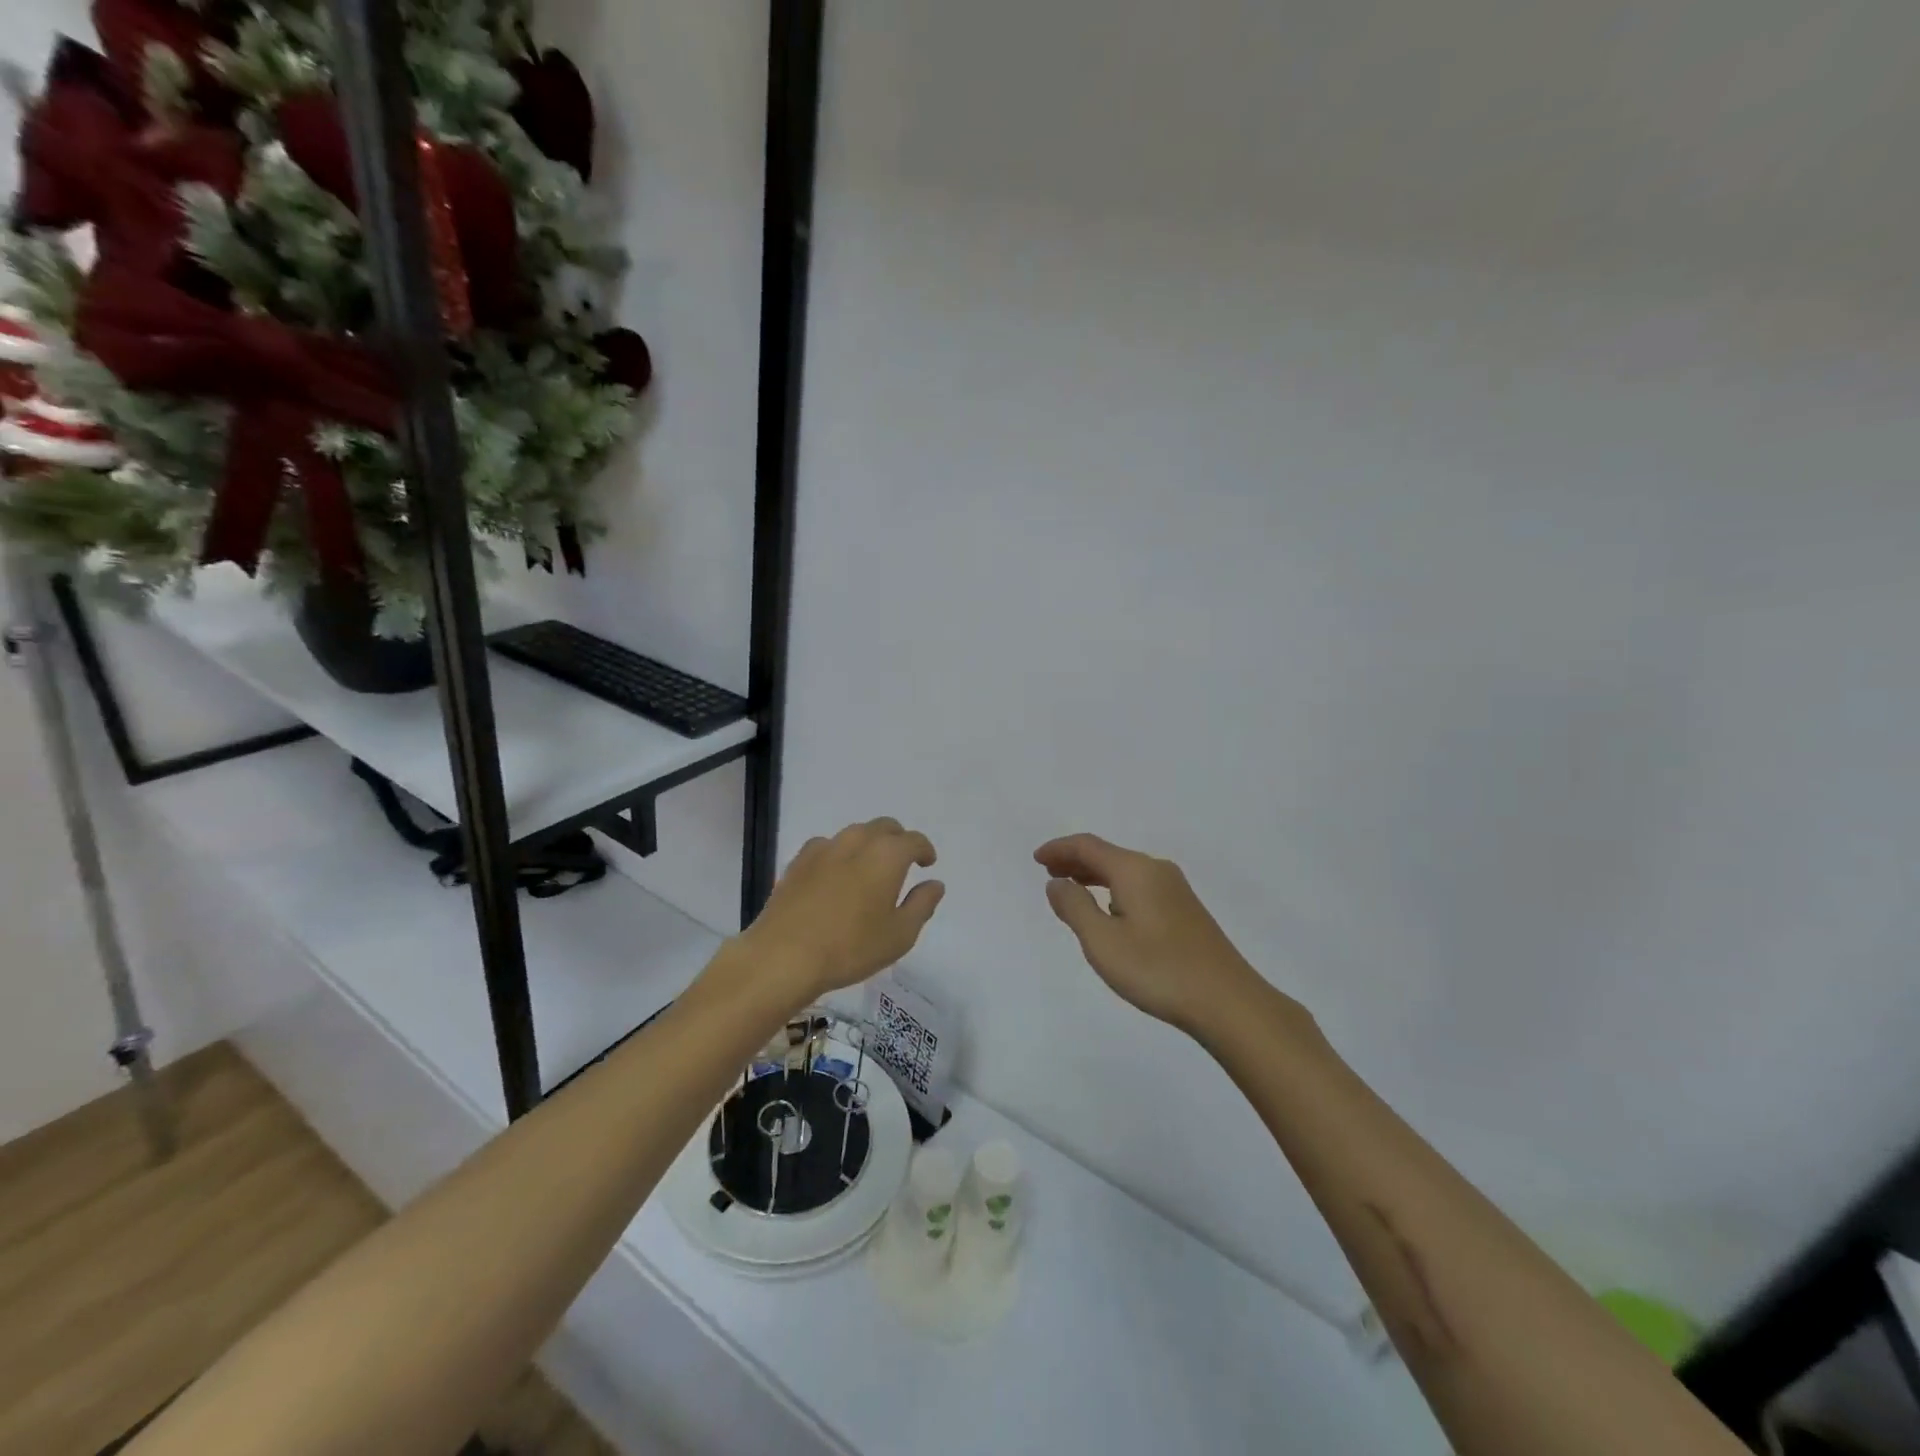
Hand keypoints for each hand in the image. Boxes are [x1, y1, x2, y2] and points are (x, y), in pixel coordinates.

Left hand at [738, 818, 945, 1005]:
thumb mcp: (899, 935)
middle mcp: (857, 841)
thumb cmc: (850, 947)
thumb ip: (922, 905)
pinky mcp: (798, 861)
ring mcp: (824, 848)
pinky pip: (827, 847)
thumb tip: (935, 884)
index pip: (913, 840)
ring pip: (855, 834)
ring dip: (868, 845)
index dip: (924, 850)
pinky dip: (839, 854)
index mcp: (887, 855)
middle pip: (884, 827)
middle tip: (902, 863)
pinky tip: (835, 876)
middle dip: (898, 840)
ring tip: (869, 870)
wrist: (784, 955)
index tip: (927, 864)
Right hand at [1035, 833, 1278, 1034]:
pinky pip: (1139, 886)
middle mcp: (1156, 870)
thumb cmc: (1158, 969)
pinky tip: (1110, 910)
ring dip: (1095, 875)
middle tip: (1049, 873)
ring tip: (1072, 889)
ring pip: (1125, 871)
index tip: (1037, 859)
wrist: (1227, 1001)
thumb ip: (1074, 907)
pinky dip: (1114, 889)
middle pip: (1108, 854)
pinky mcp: (1186, 910)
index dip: (1059, 849)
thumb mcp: (1102, 941)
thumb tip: (1057, 882)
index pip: (1088, 846)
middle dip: (1075, 861)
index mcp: (1134, 870)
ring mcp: (1175, 890)